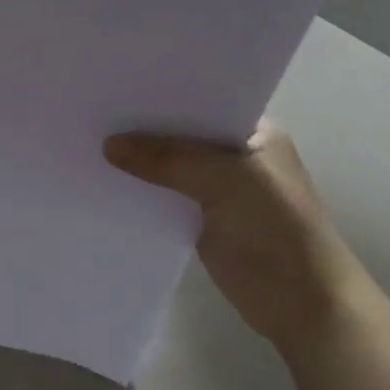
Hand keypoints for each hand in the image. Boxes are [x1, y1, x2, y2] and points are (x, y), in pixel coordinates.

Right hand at [104, 118, 366, 352]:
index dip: (162, 95)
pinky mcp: (200, 219)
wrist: (303, 304)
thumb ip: (167, 160)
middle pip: (180, 133)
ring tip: (87, 140)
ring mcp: (217, 188)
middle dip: (143, 127)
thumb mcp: (224, 180)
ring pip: (169, 166)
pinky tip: (104, 180)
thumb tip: (108, 144)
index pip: (201, 101)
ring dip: (139, 161)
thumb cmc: (276, 227)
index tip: (117, 85)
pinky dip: (141, 191)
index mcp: (252, 133)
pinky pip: (163, 196)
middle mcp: (234, 154)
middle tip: (92, 110)